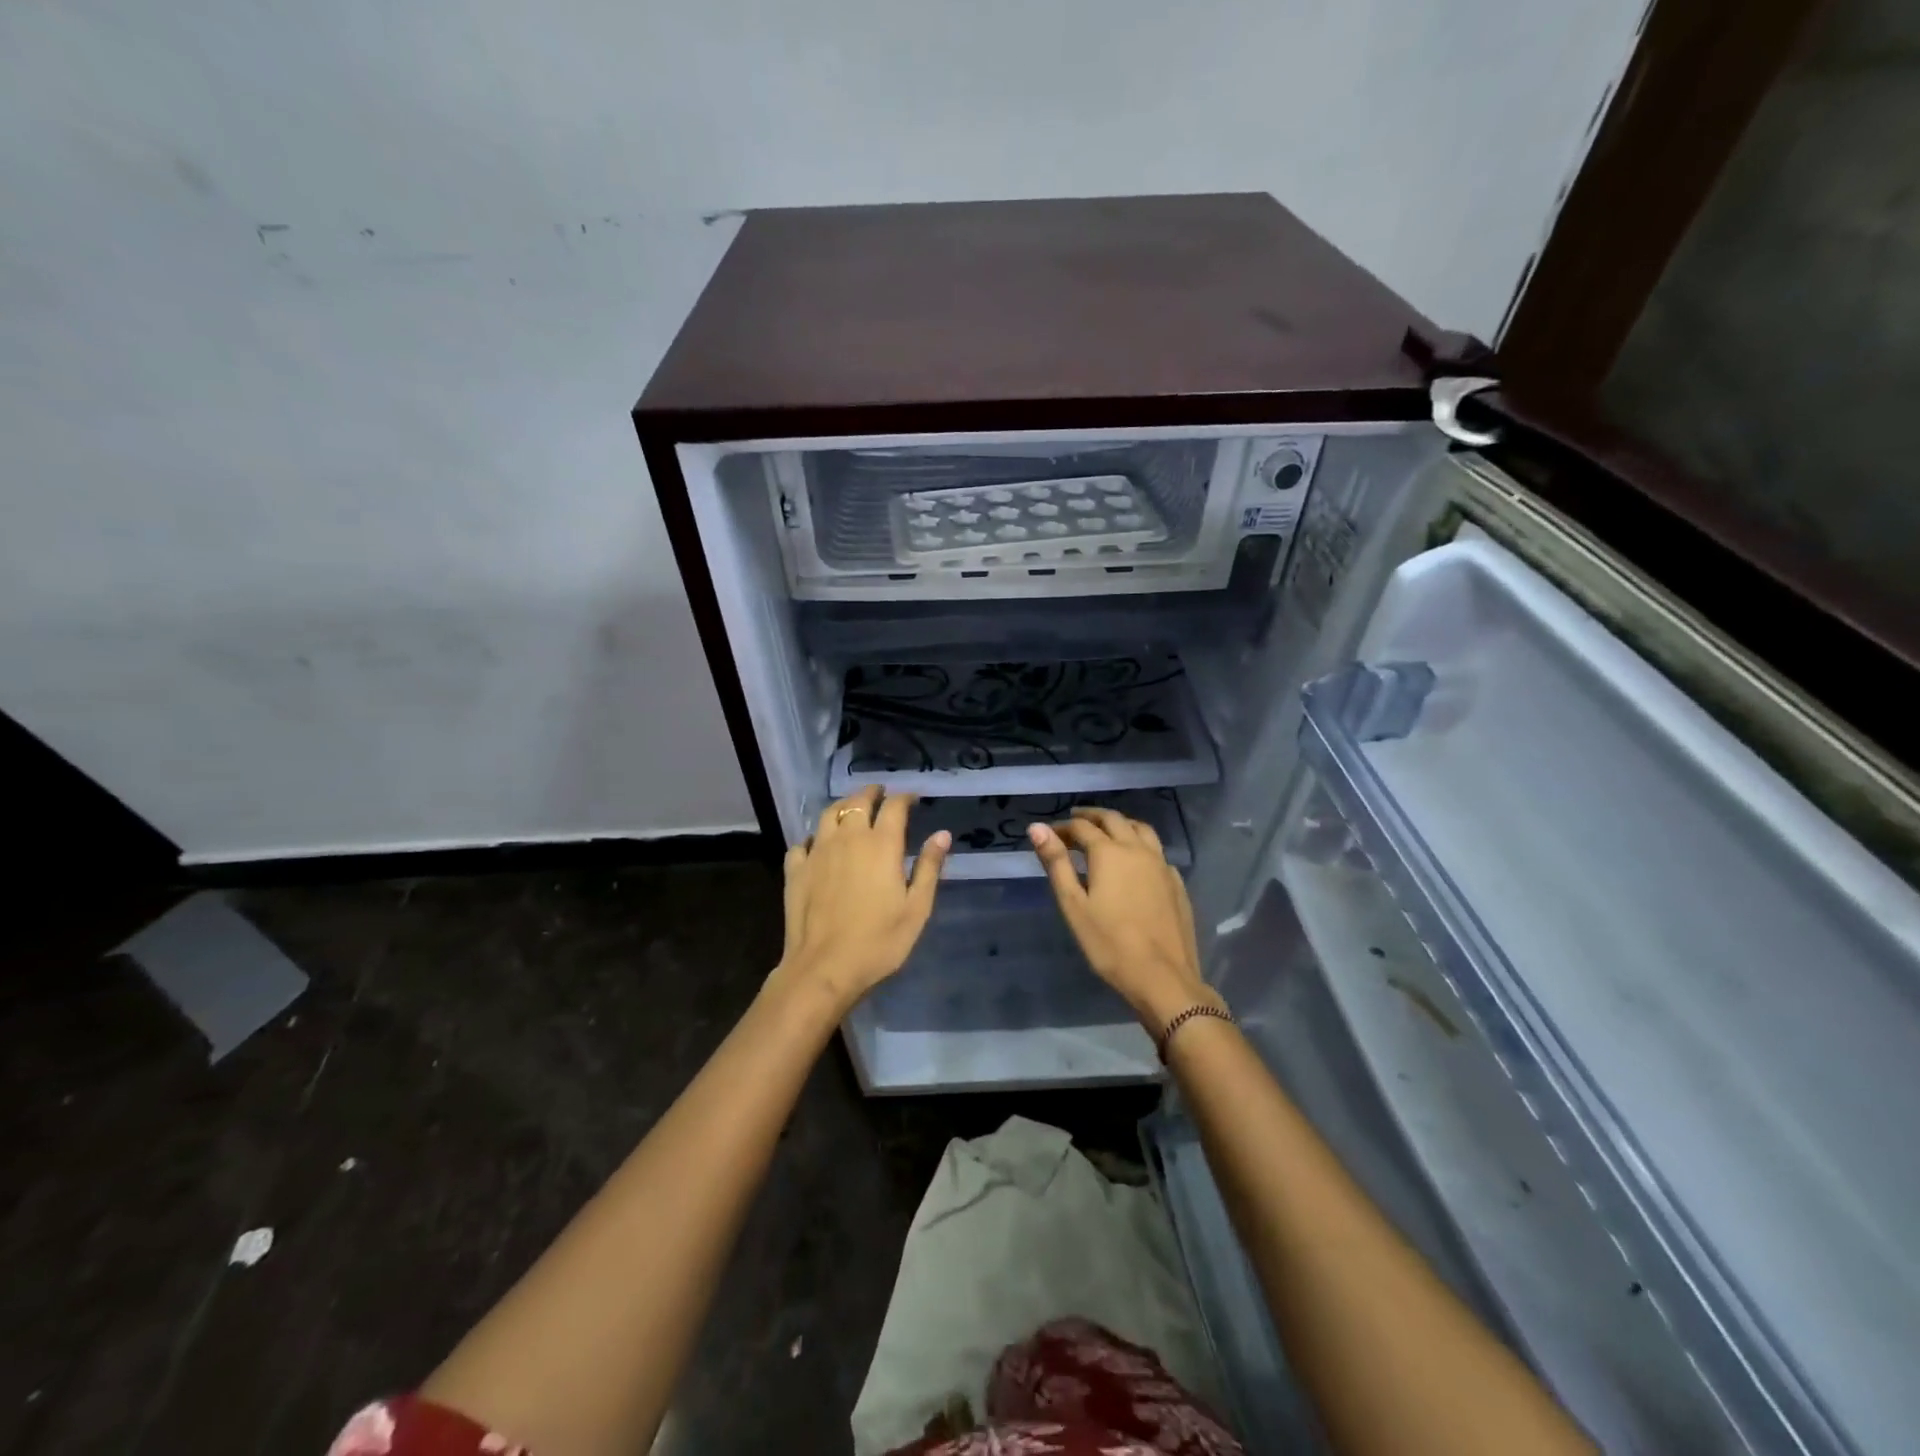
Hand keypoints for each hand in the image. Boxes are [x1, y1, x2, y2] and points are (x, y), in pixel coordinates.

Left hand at [772, 785, 950, 1014]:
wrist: (824, 968)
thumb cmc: (879, 941)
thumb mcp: (917, 908)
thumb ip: (929, 868)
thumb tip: (942, 834)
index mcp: (881, 844)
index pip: (894, 806)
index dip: (905, 797)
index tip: (913, 799)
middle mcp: (848, 838)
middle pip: (858, 801)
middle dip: (872, 793)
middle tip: (881, 794)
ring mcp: (817, 852)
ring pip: (828, 814)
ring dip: (843, 806)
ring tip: (851, 809)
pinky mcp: (795, 870)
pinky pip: (803, 842)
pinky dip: (814, 837)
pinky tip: (818, 845)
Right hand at [1029, 808, 1218, 1030]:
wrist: (1163, 977)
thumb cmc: (1109, 944)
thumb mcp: (1073, 905)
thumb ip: (1056, 863)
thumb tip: (1037, 827)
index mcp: (1109, 852)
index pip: (1082, 827)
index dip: (1063, 827)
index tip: (1050, 835)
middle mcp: (1138, 849)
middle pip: (1114, 819)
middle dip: (1092, 816)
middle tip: (1075, 820)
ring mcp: (1162, 865)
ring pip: (1141, 829)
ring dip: (1120, 824)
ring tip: (1107, 831)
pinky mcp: (1176, 883)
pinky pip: (1157, 852)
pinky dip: (1141, 845)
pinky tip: (1136, 861)